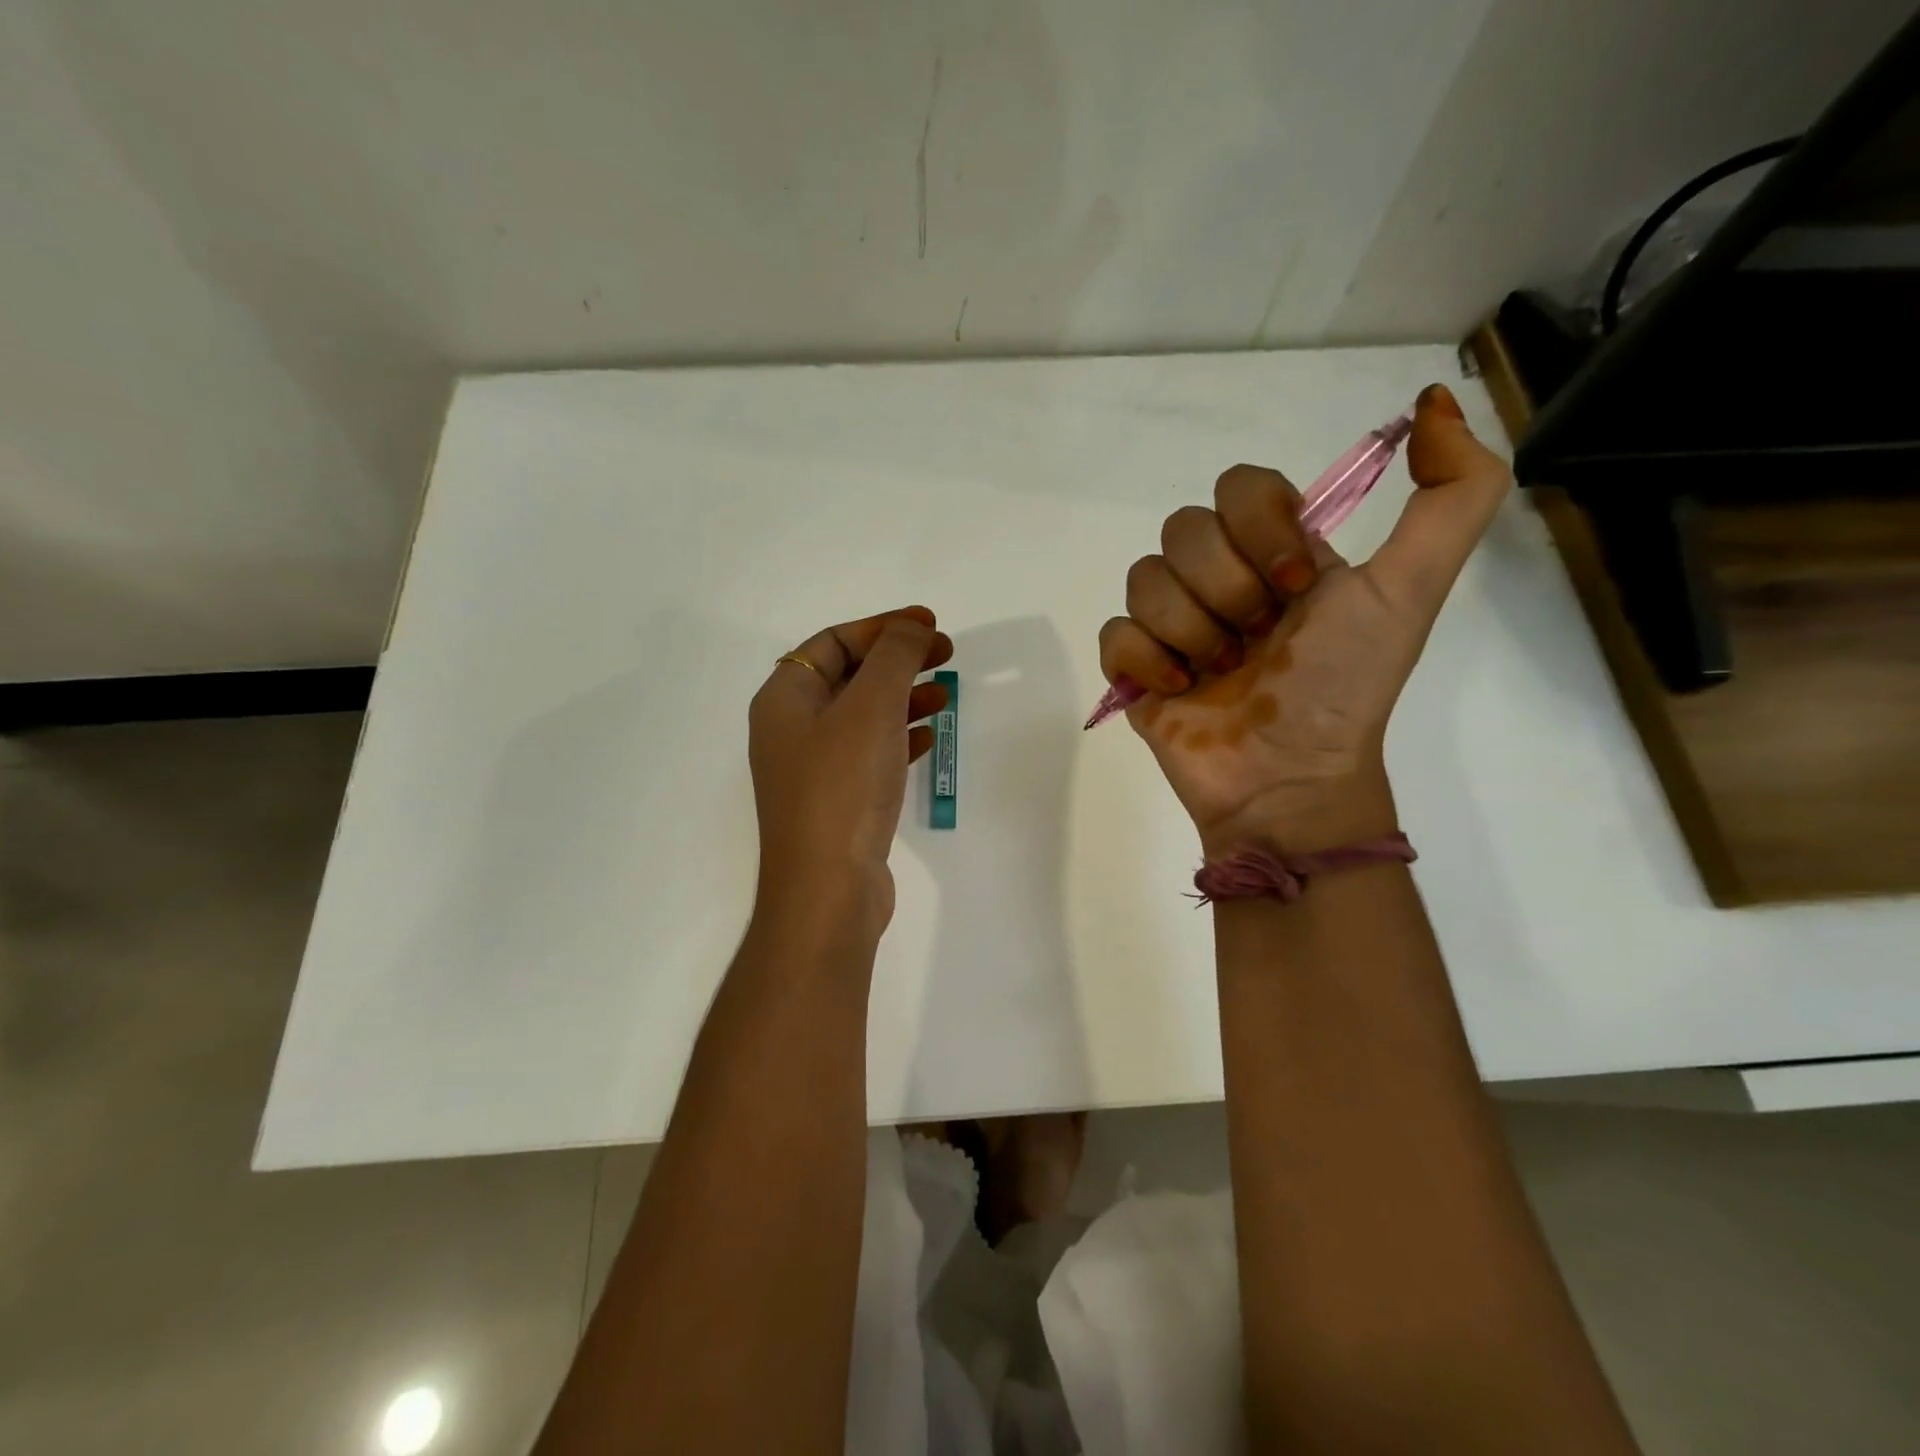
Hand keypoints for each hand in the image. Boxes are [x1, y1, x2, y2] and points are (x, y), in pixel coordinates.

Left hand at [748, 606, 952, 942]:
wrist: (828, 888)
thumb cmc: (843, 786)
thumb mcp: (871, 707)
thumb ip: (894, 657)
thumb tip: (910, 627)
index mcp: (785, 698)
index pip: (833, 642)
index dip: (882, 627)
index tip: (930, 625)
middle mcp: (792, 729)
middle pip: (849, 676)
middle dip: (897, 660)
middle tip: (945, 654)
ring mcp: (813, 769)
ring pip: (862, 716)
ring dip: (903, 698)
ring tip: (945, 694)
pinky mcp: (837, 801)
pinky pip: (870, 753)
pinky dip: (899, 737)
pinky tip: (929, 738)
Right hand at [1098, 384, 1511, 852]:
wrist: (1288, 781)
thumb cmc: (1344, 687)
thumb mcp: (1411, 589)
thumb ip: (1452, 496)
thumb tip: (1434, 403)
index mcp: (1277, 553)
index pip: (1239, 486)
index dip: (1260, 529)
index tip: (1297, 587)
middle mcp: (1221, 578)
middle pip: (1183, 528)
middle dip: (1226, 590)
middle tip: (1257, 641)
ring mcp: (1173, 624)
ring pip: (1144, 578)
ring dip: (1191, 631)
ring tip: (1219, 675)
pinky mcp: (1135, 667)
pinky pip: (1115, 633)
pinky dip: (1147, 661)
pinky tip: (1178, 690)